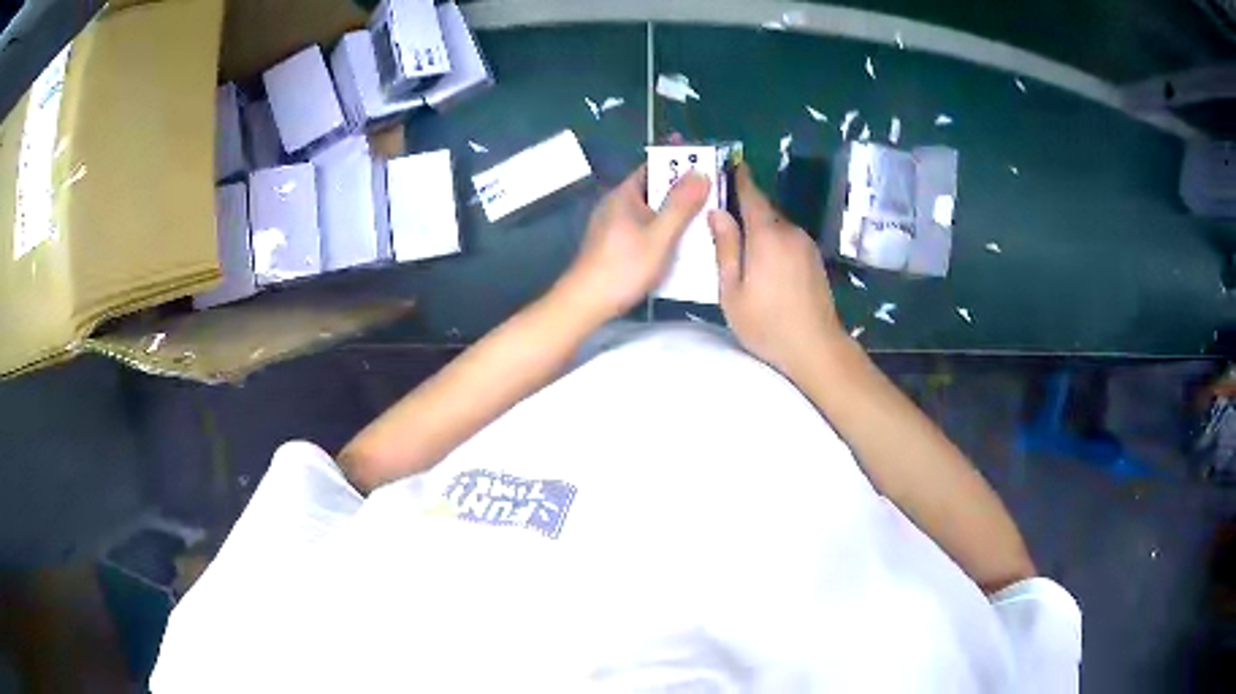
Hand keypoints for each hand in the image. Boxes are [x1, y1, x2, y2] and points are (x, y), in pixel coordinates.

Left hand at [556, 165, 710, 324]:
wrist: (587, 303)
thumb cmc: (624, 267)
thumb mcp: (660, 235)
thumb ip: (681, 204)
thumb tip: (701, 172)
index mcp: (624, 194)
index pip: (654, 165)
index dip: (679, 161)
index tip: (705, 161)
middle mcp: (617, 204)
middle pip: (654, 188)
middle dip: (682, 189)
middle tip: (713, 192)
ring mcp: (613, 225)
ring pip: (650, 210)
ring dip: (674, 211)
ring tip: (704, 217)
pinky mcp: (614, 244)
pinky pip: (645, 227)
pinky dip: (663, 229)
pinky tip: (681, 242)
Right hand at [708, 164, 845, 375]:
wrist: (816, 348)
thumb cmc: (767, 323)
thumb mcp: (732, 291)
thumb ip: (726, 248)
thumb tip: (717, 213)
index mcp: (767, 235)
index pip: (752, 195)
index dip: (739, 178)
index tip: (728, 164)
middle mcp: (790, 232)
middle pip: (765, 210)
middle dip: (745, 207)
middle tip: (723, 214)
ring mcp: (806, 245)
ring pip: (777, 226)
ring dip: (760, 228)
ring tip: (741, 242)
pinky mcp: (815, 260)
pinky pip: (789, 240)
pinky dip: (774, 241)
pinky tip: (763, 261)